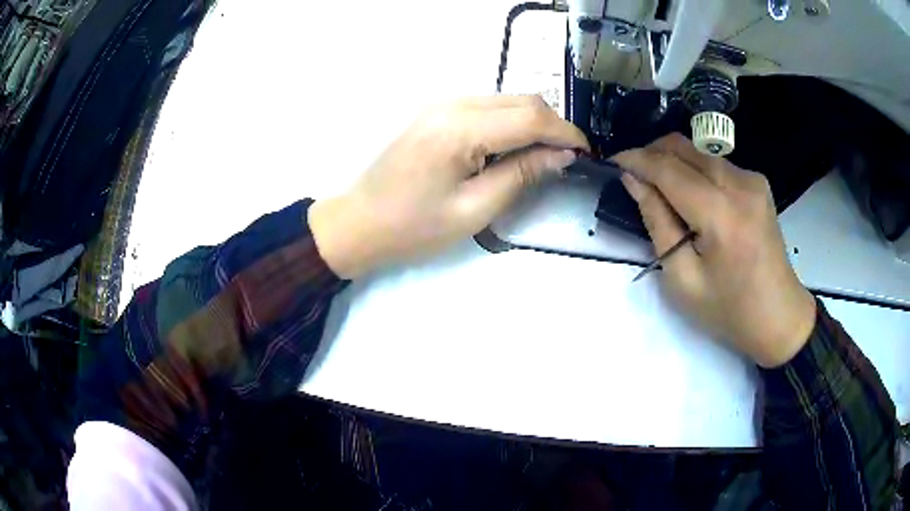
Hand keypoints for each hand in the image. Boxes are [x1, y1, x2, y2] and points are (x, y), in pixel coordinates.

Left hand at [309, 95, 588, 278]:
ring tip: (546, 157)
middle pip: (521, 100)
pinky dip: (511, 123)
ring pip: (506, 100)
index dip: (565, 133)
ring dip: (533, 123)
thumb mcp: (474, 210)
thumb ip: (521, 175)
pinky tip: (514, 148)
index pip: (530, 117)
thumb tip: (562, 155)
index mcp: (460, 129)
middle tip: (568, 158)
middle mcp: (452, 104)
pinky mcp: (437, 113)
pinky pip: (487, 108)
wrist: (359, 223)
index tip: (587, 154)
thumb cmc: (413, 228)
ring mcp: (442, 105)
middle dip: (553, 126)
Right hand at [613, 134, 816, 367]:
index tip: (612, 161)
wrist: (779, 316)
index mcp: (721, 214)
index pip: (669, 169)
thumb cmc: (728, 309)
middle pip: (684, 148)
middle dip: (652, 154)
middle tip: (633, 176)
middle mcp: (739, 184)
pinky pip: (716, 164)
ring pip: (699, 152)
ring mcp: (752, 180)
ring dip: (673, 162)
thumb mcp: (683, 279)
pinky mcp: (758, 183)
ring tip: (660, 189)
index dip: (636, 160)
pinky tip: (692, 197)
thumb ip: (658, 223)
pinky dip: (695, 171)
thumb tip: (634, 181)